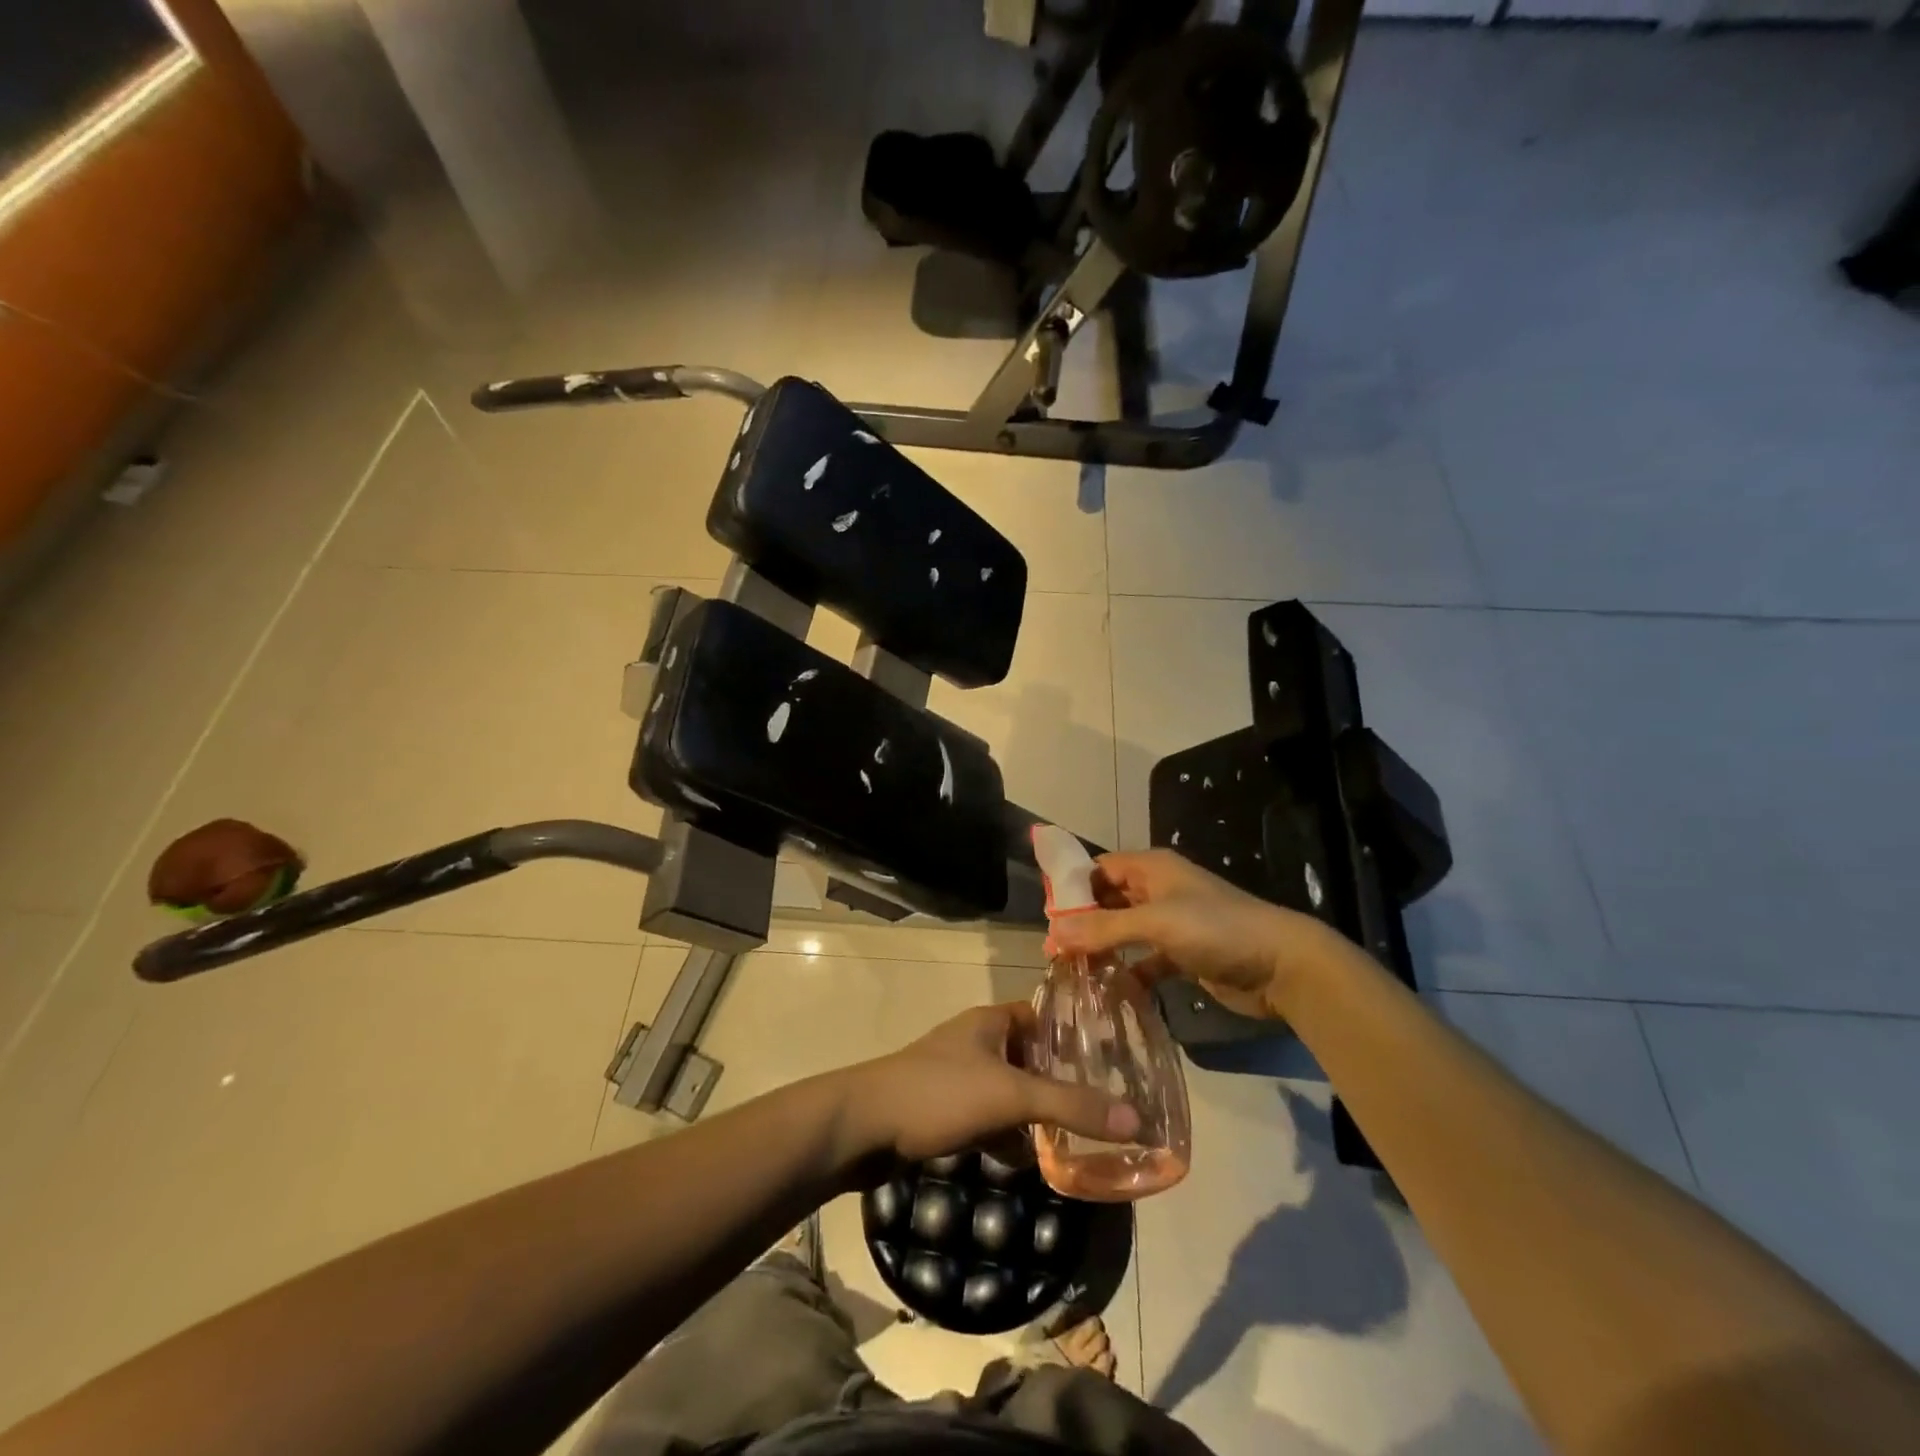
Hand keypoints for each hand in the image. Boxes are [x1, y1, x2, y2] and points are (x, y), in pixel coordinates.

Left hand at [834, 1002, 1140, 1166]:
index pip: (1044, 1017)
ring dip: (1035, 1115)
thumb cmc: (939, 1094)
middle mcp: (976, 1042)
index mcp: (991, 1022)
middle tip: (1104, 1109)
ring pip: (1010, 1092)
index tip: (1115, 1062)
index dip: (1076, 1036)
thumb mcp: (1011, 1096)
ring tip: (1076, 1139)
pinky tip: (1028, 1162)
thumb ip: (1070, 1106)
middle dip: (1062, 1084)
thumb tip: (1135, 1119)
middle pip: (1031, 1058)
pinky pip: (988, 1119)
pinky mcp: (943, 1110)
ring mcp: (957, 1076)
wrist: (862, 1127)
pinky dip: (1007, 1137)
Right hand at [1045, 849, 1339, 1018]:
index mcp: (1152, 869)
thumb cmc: (1216, 929)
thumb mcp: (1156, 923)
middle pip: (1109, 900)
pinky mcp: (1184, 955)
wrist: (1282, 965)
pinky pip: (1146, 960)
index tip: (1046, 918)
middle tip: (1054, 952)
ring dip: (1103, 948)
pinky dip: (1129, 972)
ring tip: (1072, 972)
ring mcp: (1173, 923)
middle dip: (1083, 922)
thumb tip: (1051, 932)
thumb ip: (1103, 928)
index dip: (1072, 889)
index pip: (1100, 869)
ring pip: (1125, 931)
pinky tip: (1110, 990)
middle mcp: (1159, 890)